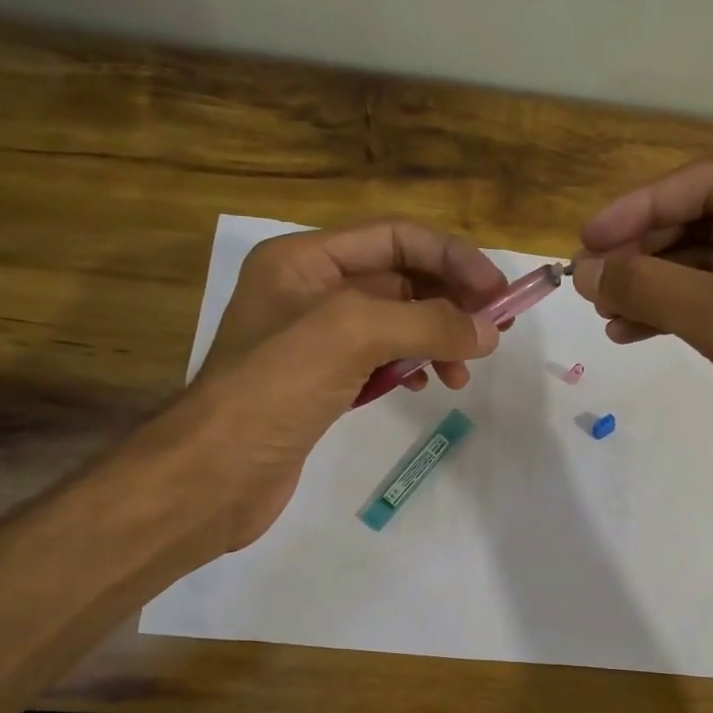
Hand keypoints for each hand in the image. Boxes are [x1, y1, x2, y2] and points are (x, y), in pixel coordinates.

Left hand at [183, 221, 506, 549]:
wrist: (214, 475)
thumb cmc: (275, 388)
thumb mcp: (353, 334)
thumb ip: (427, 322)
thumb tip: (488, 331)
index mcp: (306, 260)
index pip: (396, 237)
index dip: (452, 257)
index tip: (497, 293)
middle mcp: (309, 290)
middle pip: (399, 279)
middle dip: (449, 302)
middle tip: (493, 334)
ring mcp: (314, 339)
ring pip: (394, 323)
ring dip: (435, 339)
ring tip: (461, 375)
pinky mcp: (321, 382)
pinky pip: (380, 360)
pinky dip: (410, 366)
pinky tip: (424, 385)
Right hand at [573, 161, 712, 499]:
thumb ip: (656, 289)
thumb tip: (583, 270)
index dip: (643, 207)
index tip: (586, 241)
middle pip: (706, 220)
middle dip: (645, 250)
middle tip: (589, 281)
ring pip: (703, 263)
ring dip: (651, 284)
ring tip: (602, 312)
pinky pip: (712, 302)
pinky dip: (670, 314)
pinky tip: (629, 332)